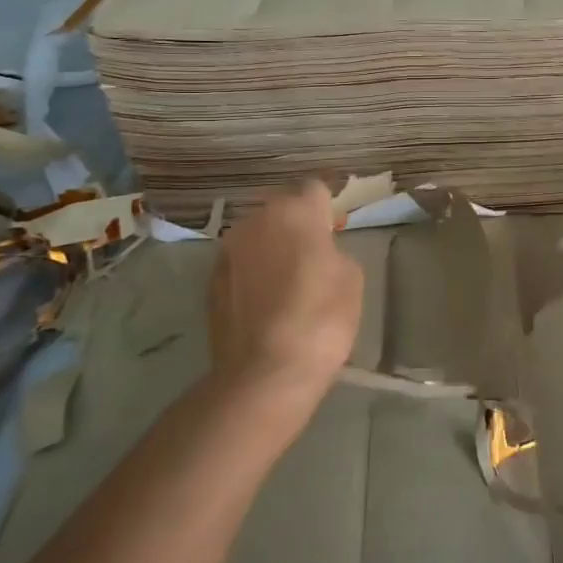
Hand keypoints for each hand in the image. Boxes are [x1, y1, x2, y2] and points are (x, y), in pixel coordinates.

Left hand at [206, 181, 363, 427]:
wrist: (265, 373)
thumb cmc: (321, 318)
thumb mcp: (352, 277)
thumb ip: (334, 250)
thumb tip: (318, 252)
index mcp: (295, 211)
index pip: (315, 188)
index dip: (328, 206)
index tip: (336, 226)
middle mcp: (255, 220)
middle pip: (281, 208)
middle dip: (297, 223)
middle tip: (315, 252)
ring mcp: (227, 250)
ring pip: (257, 236)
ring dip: (272, 247)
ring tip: (288, 278)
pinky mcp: (211, 282)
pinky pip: (241, 264)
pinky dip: (253, 273)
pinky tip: (267, 301)